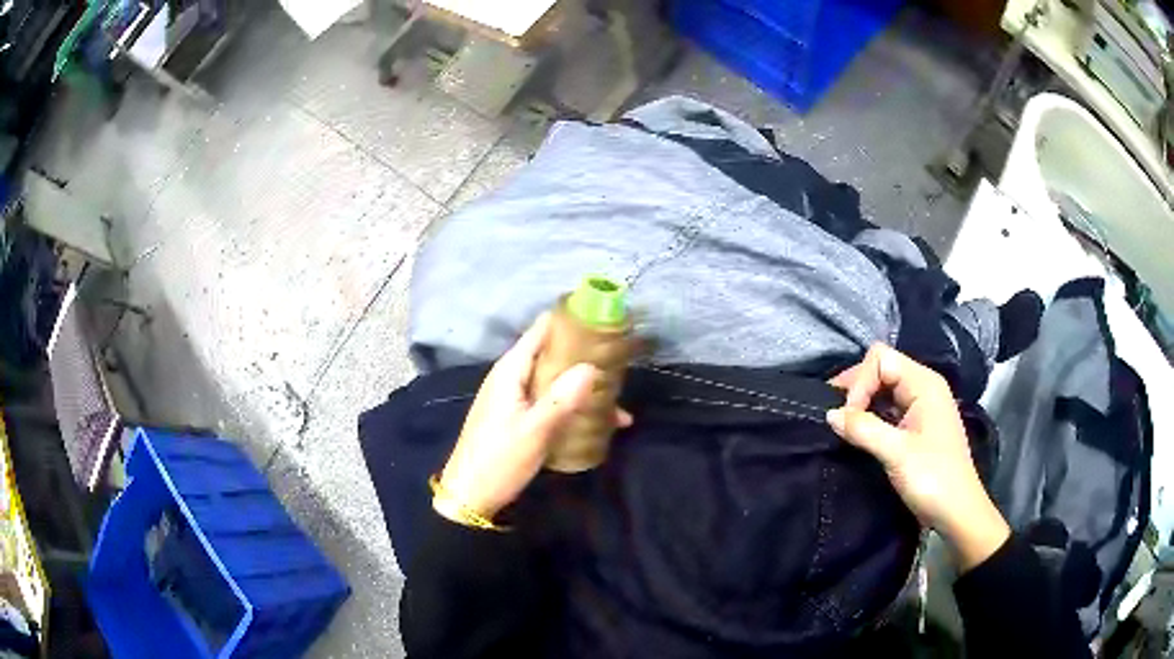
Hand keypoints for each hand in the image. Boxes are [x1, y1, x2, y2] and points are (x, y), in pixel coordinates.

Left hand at [436, 313, 632, 521]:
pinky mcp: (517, 418)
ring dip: (581, 387)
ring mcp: (513, 398)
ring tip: (617, 400)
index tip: (603, 321)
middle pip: (550, 355)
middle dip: (583, 357)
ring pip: (553, 381)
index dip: (569, 322)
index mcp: (510, 371)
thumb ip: (562, 398)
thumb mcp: (535, 430)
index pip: (540, 331)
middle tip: (619, 363)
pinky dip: (571, 406)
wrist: (470, 497)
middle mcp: (511, 377)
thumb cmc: (499, 459)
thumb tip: (592, 367)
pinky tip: (598, 423)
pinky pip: (549, 401)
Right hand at [827, 344, 1008, 570]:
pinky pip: (890, 408)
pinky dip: (872, 416)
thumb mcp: (896, 454)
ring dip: (863, 403)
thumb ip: (863, 429)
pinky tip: (860, 434)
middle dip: (857, 389)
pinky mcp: (918, 426)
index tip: (849, 417)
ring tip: (843, 426)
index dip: (860, 382)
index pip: (881, 359)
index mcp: (924, 384)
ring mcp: (922, 406)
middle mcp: (924, 387)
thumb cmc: (933, 479)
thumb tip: (830, 414)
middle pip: (882, 368)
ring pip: (884, 389)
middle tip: (836, 417)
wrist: (958, 513)